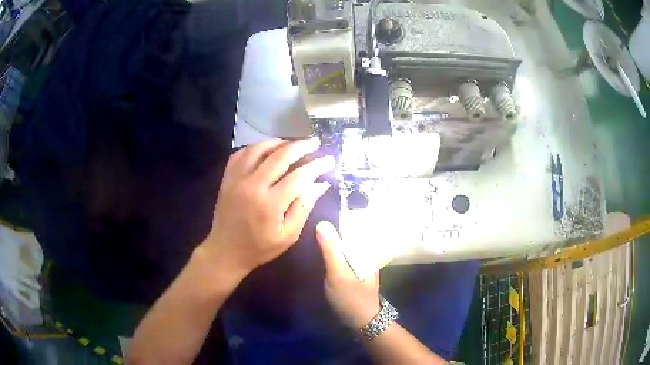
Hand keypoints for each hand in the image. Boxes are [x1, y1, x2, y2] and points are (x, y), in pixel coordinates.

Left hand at [203, 138, 333, 275]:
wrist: (226, 251)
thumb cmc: (260, 247)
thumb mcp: (289, 235)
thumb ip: (304, 207)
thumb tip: (320, 183)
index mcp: (270, 204)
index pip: (299, 176)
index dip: (316, 165)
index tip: (329, 159)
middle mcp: (252, 186)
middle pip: (280, 156)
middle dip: (301, 146)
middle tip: (315, 142)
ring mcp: (237, 179)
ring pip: (259, 149)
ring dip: (279, 142)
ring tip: (292, 144)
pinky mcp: (227, 178)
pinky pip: (241, 153)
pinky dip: (256, 147)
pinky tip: (267, 150)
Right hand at [316, 221, 380, 328]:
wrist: (361, 319)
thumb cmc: (351, 296)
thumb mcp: (338, 273)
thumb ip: (331, 249)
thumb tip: (322, 223)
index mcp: (367, 248)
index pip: (355, 223)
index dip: (338, 216)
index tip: (320, 211)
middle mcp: (366, 250)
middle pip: (350, 232)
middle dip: (334, 227)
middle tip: (312, 222)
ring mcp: (361, 260)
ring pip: (346, 242)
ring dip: (333, 238)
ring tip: (314, 232)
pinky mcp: (355, 268)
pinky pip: (345, 252)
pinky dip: (335, 248)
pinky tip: (322, 248)